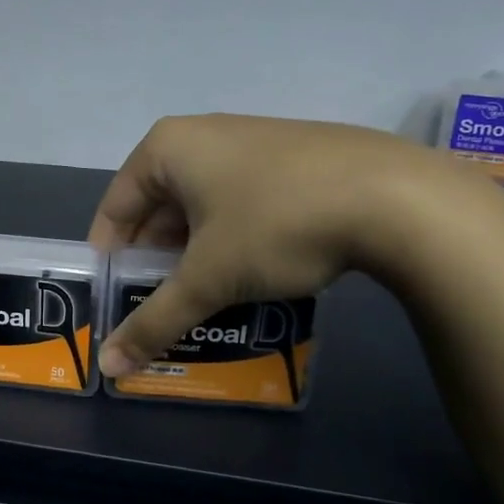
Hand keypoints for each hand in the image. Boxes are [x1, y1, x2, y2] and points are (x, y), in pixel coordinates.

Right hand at [89, 114, 496, 375]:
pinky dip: (231, 238)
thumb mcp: (209, 279)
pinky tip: (250, 272)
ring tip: (203, 298)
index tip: (115, 302)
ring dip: (195, 254)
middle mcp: (202, 135)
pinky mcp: (291, 157)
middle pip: (157, 207)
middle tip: (159, 307)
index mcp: (166, 148)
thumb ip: (154, 321)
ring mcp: (250, 141)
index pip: (114, 208)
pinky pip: (239, 201)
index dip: (110, 259)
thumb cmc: (276, 224)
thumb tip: (108, 369)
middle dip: (155, 261)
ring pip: (201, 207)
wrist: (396, 196)